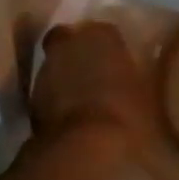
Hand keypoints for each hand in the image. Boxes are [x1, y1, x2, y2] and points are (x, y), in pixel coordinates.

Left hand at [30, 22, 149, 150]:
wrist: (83, 147)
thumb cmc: (126, 115)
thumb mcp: (147, 97)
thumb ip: (138, 81)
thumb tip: (134, 82)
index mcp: (102, 36)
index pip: (106, 32)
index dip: (111, 49)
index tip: (118, 65)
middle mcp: (69, 44)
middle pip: (73, 42)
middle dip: (81, 55)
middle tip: (97, 78)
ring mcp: (45, 69)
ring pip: (57, 66)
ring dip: (66, 78)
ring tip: (83, 103)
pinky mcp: (31, 97)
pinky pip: (48, 92)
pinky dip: (56, 100)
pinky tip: (70, 119)